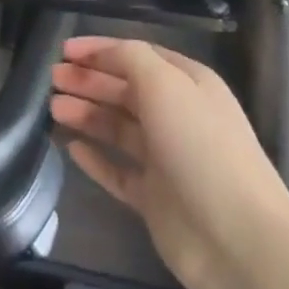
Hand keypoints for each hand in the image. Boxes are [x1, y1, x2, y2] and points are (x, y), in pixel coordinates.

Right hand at [51, 37, 288, 288]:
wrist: (236, 238)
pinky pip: (117, 171)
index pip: (138, 56)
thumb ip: (131, 59)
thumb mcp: (167, 85)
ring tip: (53, 109)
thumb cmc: (200, 147)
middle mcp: (178, 117)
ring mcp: (166, 160)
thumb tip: (104, 53)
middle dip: (89, 81)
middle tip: (52, 80)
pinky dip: (95, 159)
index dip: (101, 50)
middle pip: (125, 91)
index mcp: (188, 85)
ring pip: (118, 129)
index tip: (63, 51)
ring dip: (86, 114)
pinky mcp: (154, 198)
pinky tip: (71, 149)